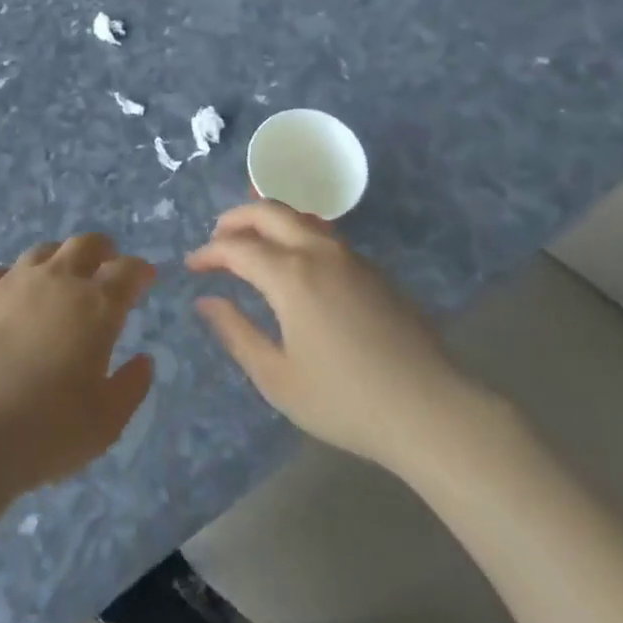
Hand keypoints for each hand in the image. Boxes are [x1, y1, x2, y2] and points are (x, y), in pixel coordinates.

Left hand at [0, 234, 155, 497]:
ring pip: (42, 251)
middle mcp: (57, 280)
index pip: (127, 271)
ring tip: (59, 279)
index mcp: (96, 305)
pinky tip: (7, 298)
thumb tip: (143, 360)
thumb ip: (131, 387)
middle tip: (106, 266)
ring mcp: (11, 283)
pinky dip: (8, 280)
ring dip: (59, 259)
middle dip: (103, 250)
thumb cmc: (47, 431)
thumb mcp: (107, 422)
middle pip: (85, 244)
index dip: (140, 271)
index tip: (145, 278)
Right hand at [190, 202, 486, 472]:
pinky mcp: (373, 271)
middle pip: (269, 212)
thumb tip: (207, 301)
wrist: (430, 410)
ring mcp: (351, 257)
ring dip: (269, 219)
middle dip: (236, 218)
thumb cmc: (345, 400)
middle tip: (217, 237)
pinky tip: (295, 260)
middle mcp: (318, 252)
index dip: (210, 252)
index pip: (238, 248)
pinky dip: (296, 232)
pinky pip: (324, 234)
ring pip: (301, 217)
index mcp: (290, 275)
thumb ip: (237, 333)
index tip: (192, 266)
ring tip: (251, 240)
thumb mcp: (277, 378)